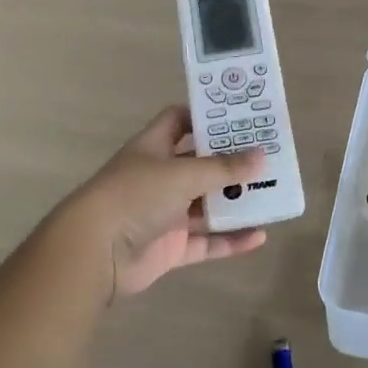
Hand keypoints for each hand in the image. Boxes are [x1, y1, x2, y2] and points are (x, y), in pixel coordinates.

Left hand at [63, 106, 269, 299]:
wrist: (96, 251)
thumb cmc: (136, 195)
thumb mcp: (183, 174)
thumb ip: (224, 168)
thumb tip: (261, 156)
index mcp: (154, 148)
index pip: (179, 121)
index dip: (206, 116)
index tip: (240, 116)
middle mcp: (160, 177)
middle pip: (200, 164)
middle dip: (232, 162)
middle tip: (269, 156)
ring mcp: (165, 214)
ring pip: (207, 205)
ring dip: (236, 202)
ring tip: (272, 194)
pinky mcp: (171, 247)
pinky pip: (207, 242)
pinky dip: (231, 240)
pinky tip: (260, 236)